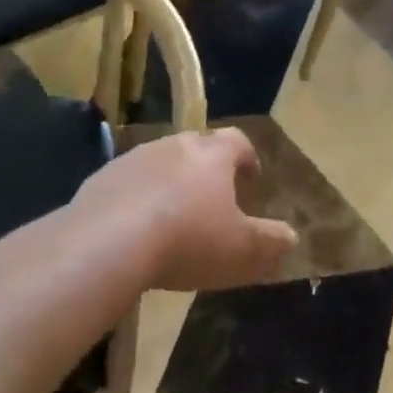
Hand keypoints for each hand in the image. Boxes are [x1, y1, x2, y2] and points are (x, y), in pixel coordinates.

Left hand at [72, 128, 296, 292]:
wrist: (107, 243)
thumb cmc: (187, 240)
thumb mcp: (241, 250)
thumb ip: (270, 242)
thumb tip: (291, 236)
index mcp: (212, 155)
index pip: (237, 141)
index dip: (247, 157)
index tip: (251, 176)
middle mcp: (174, 145)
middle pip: (197, 147)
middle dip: (206, 169)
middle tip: (212, 199)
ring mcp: (134, 158)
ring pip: (160, 163)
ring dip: (169, 183)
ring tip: (171, 217)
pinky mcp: (101, 178)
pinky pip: (127, 184)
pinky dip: (135, 199)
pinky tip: (134, 229)